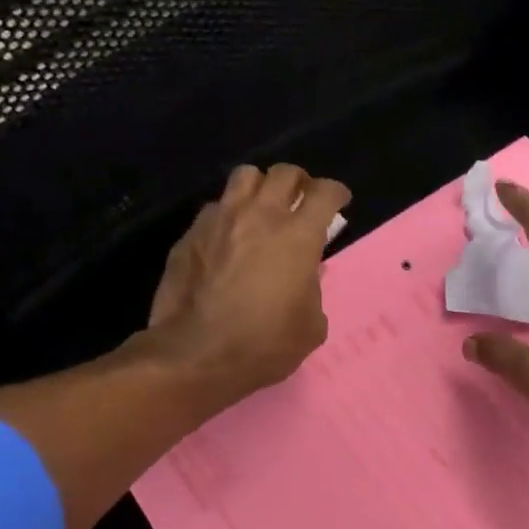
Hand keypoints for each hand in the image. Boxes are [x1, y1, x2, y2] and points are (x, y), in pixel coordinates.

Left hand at [144, 162, 349, 409]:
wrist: (197, 355)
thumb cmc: (265, 344)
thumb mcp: (311, 326)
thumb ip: (313, 291)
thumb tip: (304, 278)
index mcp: (298, 237)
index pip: (324, 193)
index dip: (335, 193)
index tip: (338, 201)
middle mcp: (259, 216)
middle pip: (284, 173)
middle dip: (299, 182)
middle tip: (301, 201)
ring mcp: (220, 221)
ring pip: (244, 177)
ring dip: (260, 187)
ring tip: (262, 208)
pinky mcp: (190, 235)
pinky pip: (214, 208)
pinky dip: (228, 215)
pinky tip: (228, 238)